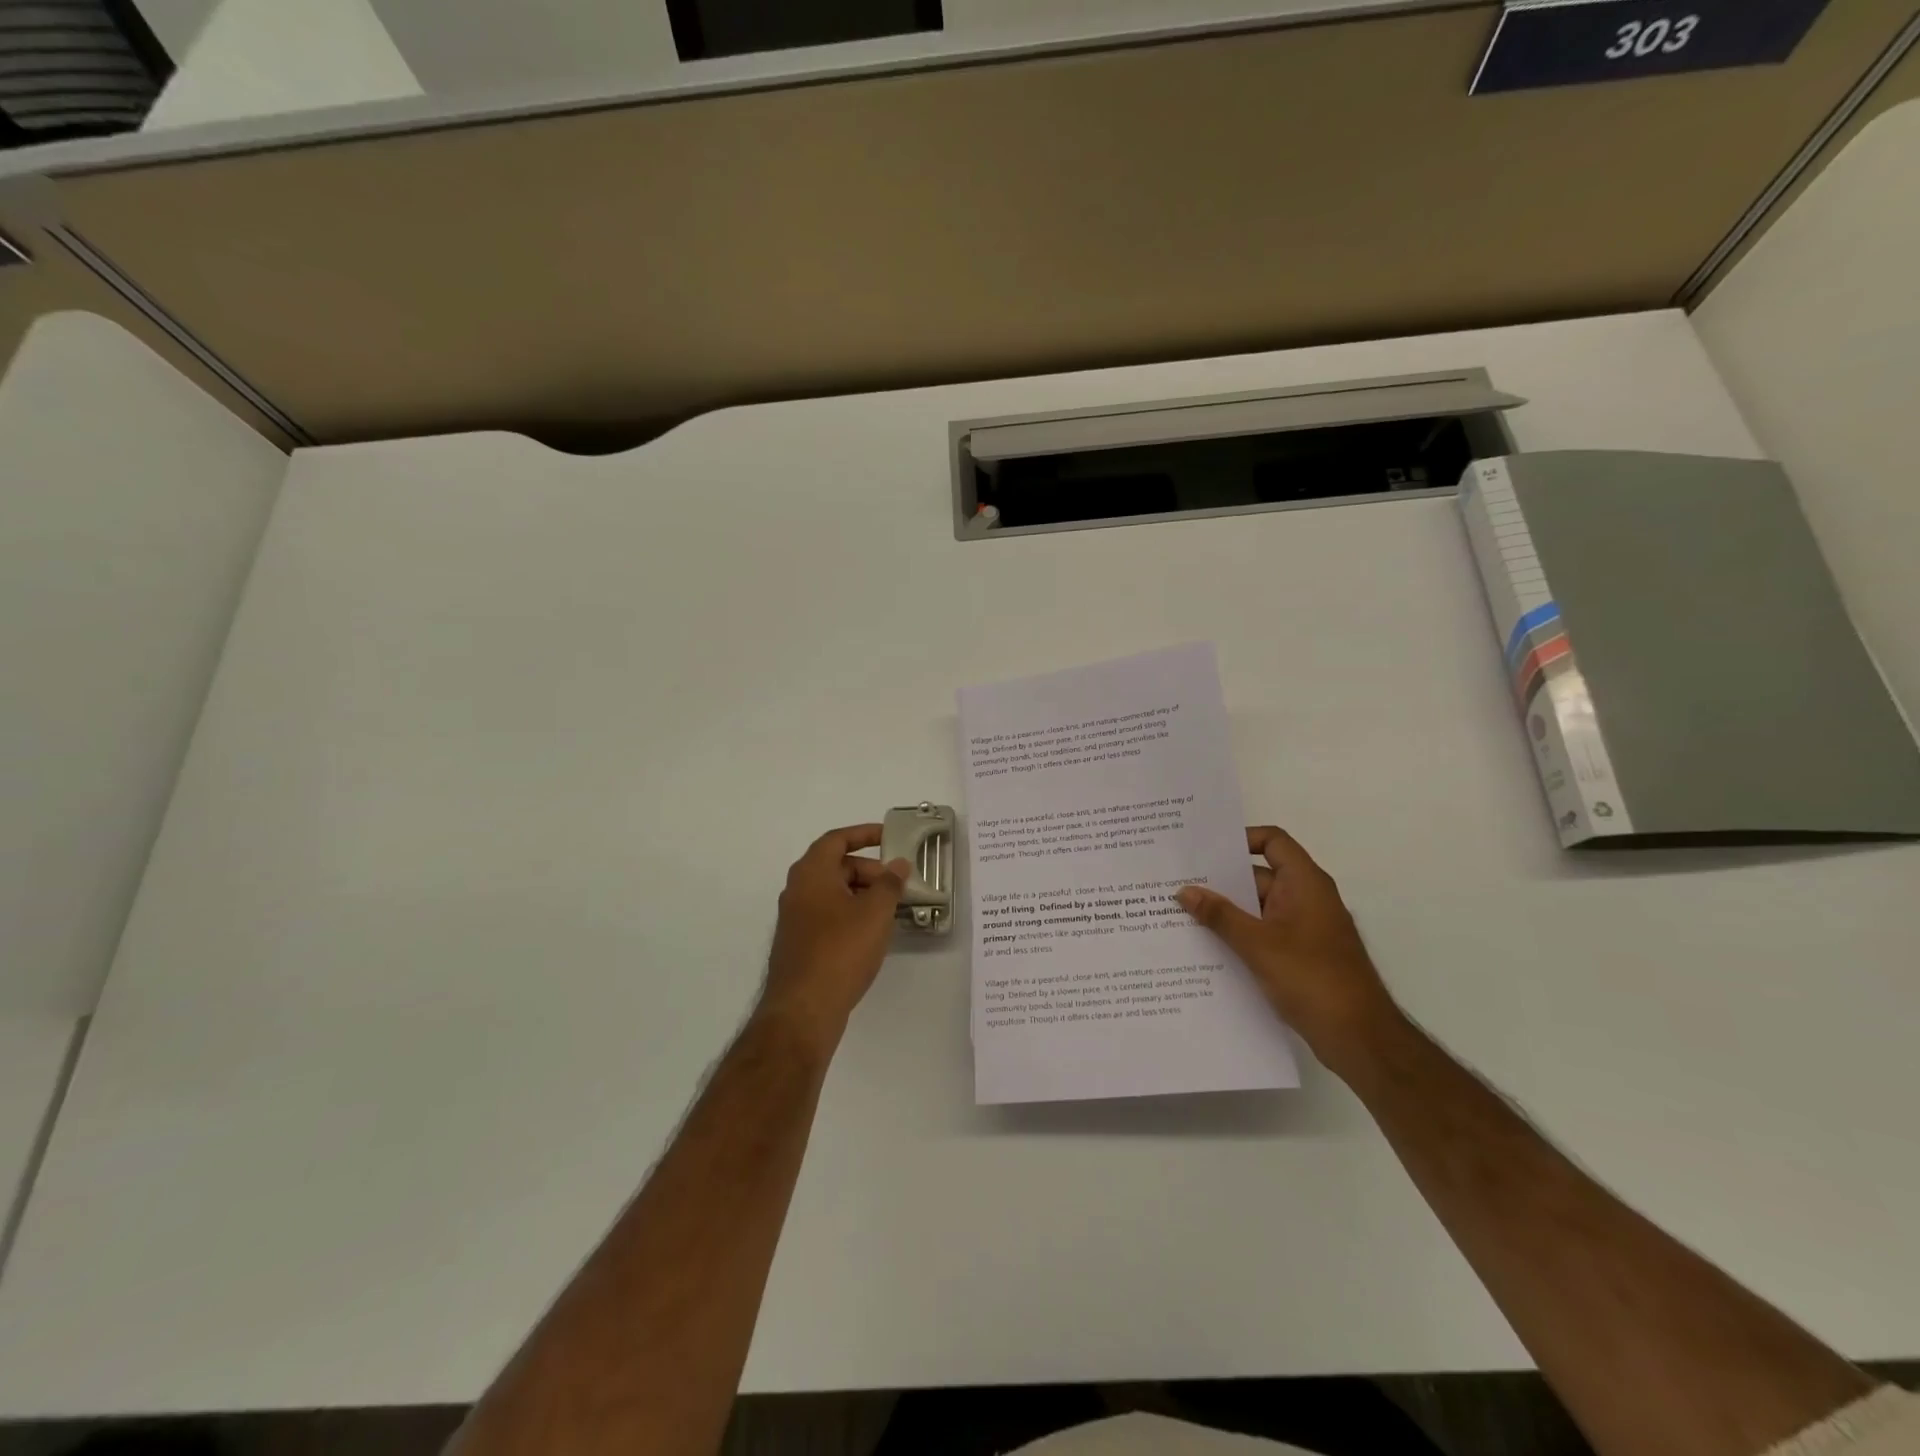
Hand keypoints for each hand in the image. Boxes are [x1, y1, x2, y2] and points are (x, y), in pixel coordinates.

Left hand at [759, 825, 909, 1052]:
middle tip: (896, 885)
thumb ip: (890, 884)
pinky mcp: (799, 943)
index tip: (888, 836)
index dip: (863, 834)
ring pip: (832, 893)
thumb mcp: (875, 912)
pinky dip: (850, 914)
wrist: (803, 1009)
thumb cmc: (841, 950)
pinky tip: (871, 934)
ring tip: (890, 910)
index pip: (836, 840)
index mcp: (811, 873)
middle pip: (835, 866)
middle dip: (868, 870)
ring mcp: (795, 918)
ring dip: (861, 894)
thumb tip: (898, 865)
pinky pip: (828, 915)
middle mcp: (797, 890)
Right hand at [1179, 827, 1400, 1075]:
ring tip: (1181, 916)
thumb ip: (1219, 915)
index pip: (1272, 841)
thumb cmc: (1312, 978)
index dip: (1240, 839)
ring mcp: (1305, 929)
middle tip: (1177, 883)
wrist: (1359, 1038)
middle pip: (1259, 876)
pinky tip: (1206, 948)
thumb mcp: (1257, 944)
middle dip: (1220, 881)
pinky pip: (1263, 934)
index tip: (1204, 850)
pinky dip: (1239, 936)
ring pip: (1258, 909)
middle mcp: (1306, 899)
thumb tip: (1184, 890)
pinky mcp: (1301, 956)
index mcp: (1304, 883)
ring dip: (1226, 913)